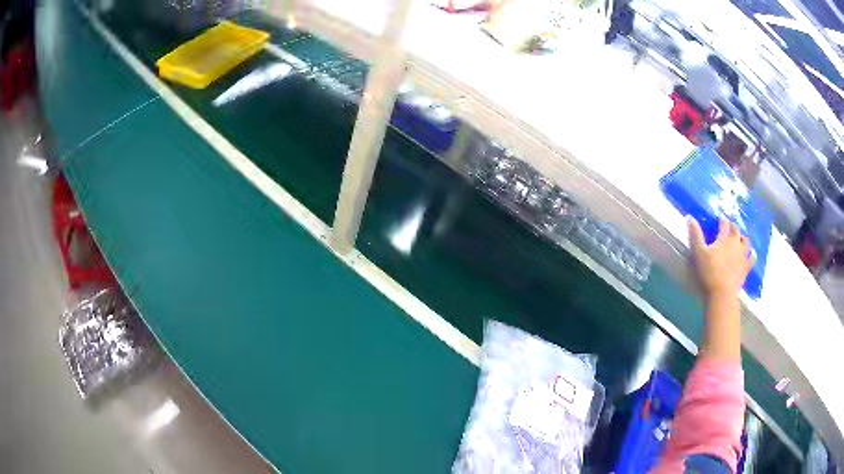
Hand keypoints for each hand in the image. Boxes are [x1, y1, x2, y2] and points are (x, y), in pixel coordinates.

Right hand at [688, 217, 755, 298]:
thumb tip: (690, 217)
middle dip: (732, 227)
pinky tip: (752, 253)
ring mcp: (742, 255)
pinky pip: (752, 258)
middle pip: (736, 230)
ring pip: (746, 241)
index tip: (719, 219)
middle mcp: (735, 243)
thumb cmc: (709, 272)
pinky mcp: (746, 267)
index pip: (724, 224)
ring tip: (740, 238)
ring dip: (743, 238)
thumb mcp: (699, 253)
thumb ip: (695, 235)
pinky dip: (752, 254)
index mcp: (724, 238)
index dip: (722, 220)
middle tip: (729, 227)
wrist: (722, 293)